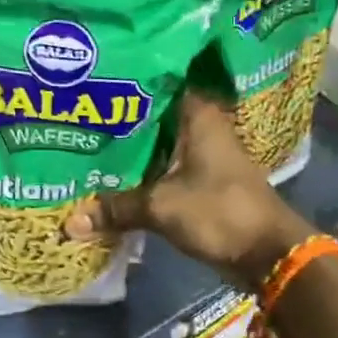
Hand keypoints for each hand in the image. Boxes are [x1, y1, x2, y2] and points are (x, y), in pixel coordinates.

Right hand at [63, 92, 313, 291]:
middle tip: (74, 118)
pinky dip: (140, 175)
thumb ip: (116, 208)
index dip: (123, 84)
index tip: (89, 84)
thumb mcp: (161, 207)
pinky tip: (109, 180)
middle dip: (117, 122)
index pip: (155, 83)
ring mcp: (202, 155)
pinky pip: (162, 170)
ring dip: (128, 152)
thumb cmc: (220, 212)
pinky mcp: (200, 182)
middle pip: (151, 117)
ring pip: (156, 146)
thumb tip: (69, 222)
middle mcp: (201, 127)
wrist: (268, 253)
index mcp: (198, 115)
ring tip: (83, 146)